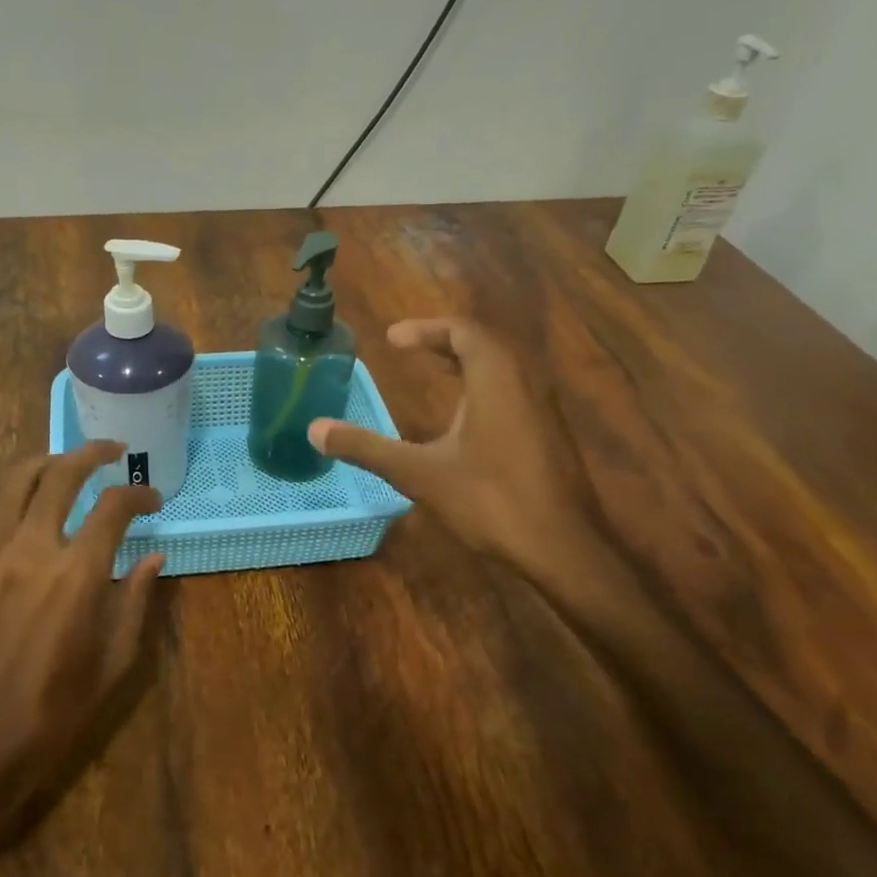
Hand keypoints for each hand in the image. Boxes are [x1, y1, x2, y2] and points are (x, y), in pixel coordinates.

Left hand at [0, 441, 165, 849]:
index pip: (113, 506)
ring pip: (17, 480)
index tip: (152, 499)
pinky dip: (16, 492)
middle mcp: (32, 548)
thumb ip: (135, 599)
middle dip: (92, 454)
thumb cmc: (55, 708)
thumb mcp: (114, 661)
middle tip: (113, 452)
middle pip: (60, 473)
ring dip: (49, 463)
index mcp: (76, 574)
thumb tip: (154, 556)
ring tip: (69, 464)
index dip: (139, 493)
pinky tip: (30, 502)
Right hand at [308, 318, 598, 577]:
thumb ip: (366, 448)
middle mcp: (525, 384)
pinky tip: (464, 420)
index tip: (392, 339)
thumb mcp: (418, 473)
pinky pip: (513, 392)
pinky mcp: (549, 436)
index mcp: (495, 380)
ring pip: (503, 369)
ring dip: (466, 363)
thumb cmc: (490, 500)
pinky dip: (483, 387)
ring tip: (434, 373)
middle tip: (409, 349)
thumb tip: (315, 429)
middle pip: (485, 344)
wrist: (561, 547)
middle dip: (444, 341)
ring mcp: (542, 410)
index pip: (463, 331)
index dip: (426, 329)